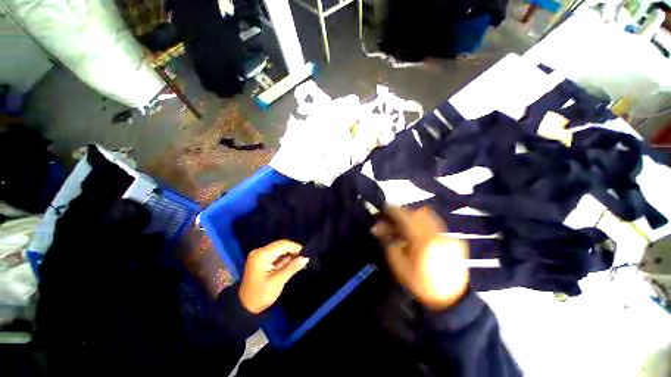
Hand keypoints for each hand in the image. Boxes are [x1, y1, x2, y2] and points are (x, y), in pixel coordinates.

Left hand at [239, 240, 309, 313]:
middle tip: (304, 259)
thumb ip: (292, 267)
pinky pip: (277, 256)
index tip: (306, 254)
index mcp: (261, 255)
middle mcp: (260, 252)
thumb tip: (306, 257)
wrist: (245, 308)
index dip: (295, 247)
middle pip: (281, 246)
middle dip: (293, 251)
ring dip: (290, 256)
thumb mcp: (278, 281)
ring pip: (280, 250)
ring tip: (300, 262)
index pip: (282, 244)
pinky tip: (293, 264)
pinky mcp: (262, 261)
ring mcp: (261, 256)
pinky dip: (285, 259)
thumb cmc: (261, 295)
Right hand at [372, 207, 469, 310]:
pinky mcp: (452, 239)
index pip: (405, 217)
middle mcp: (436, 234)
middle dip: (402, 213)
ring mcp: (447, 236)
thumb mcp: (398, 264)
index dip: (392, 211)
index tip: (383, 210)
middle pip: (416, 212)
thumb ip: (388, 241)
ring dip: (413, 217)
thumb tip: (379, 227)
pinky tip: (417, 233)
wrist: (448, 299)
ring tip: (404, 226)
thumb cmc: (419, 283)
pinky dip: (422, 223)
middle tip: (392, 221)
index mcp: (422, 241)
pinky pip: (434, 223)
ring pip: (427, 216)